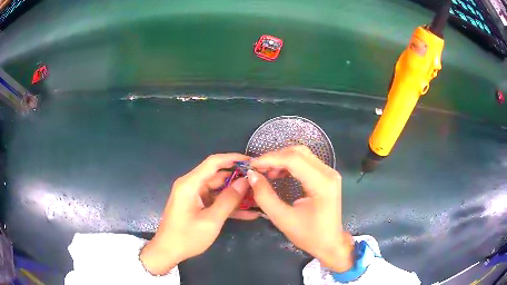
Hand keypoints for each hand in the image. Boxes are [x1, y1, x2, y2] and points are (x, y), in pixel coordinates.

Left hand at [140, 153, 258, 274]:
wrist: (168, 251)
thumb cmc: (187, 237)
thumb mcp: (211, 220)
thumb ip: (228, 200)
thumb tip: (245, 181)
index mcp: (190, 184)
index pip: (213, 162)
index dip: (233, 158)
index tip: (252, 161)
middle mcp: (191, 185)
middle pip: (217, 175)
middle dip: (238, 178)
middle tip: (259, 182)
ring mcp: (194, 195)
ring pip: (219, 189)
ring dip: (236, 193)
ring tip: (258, 196)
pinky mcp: (197, 205)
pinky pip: (215, 200)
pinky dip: (228, 205)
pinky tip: (248, 212)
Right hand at [248, 146, 353, 271]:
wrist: (330, 243)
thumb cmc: (309, 235)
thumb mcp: (283, 219)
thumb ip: (265, 197)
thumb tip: (252, 175)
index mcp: (322, 183)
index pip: (294, 159)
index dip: (270, 159)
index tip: (251, 165)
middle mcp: (328, 173)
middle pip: (298, 153)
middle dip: (275, 157)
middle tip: (257, 168)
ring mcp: (329, 173)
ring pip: (302, 154)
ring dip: (281, 159)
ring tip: (265, 171)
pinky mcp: (326, 176)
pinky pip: (306, 162)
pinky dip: (289, 164)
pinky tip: (278, 173)